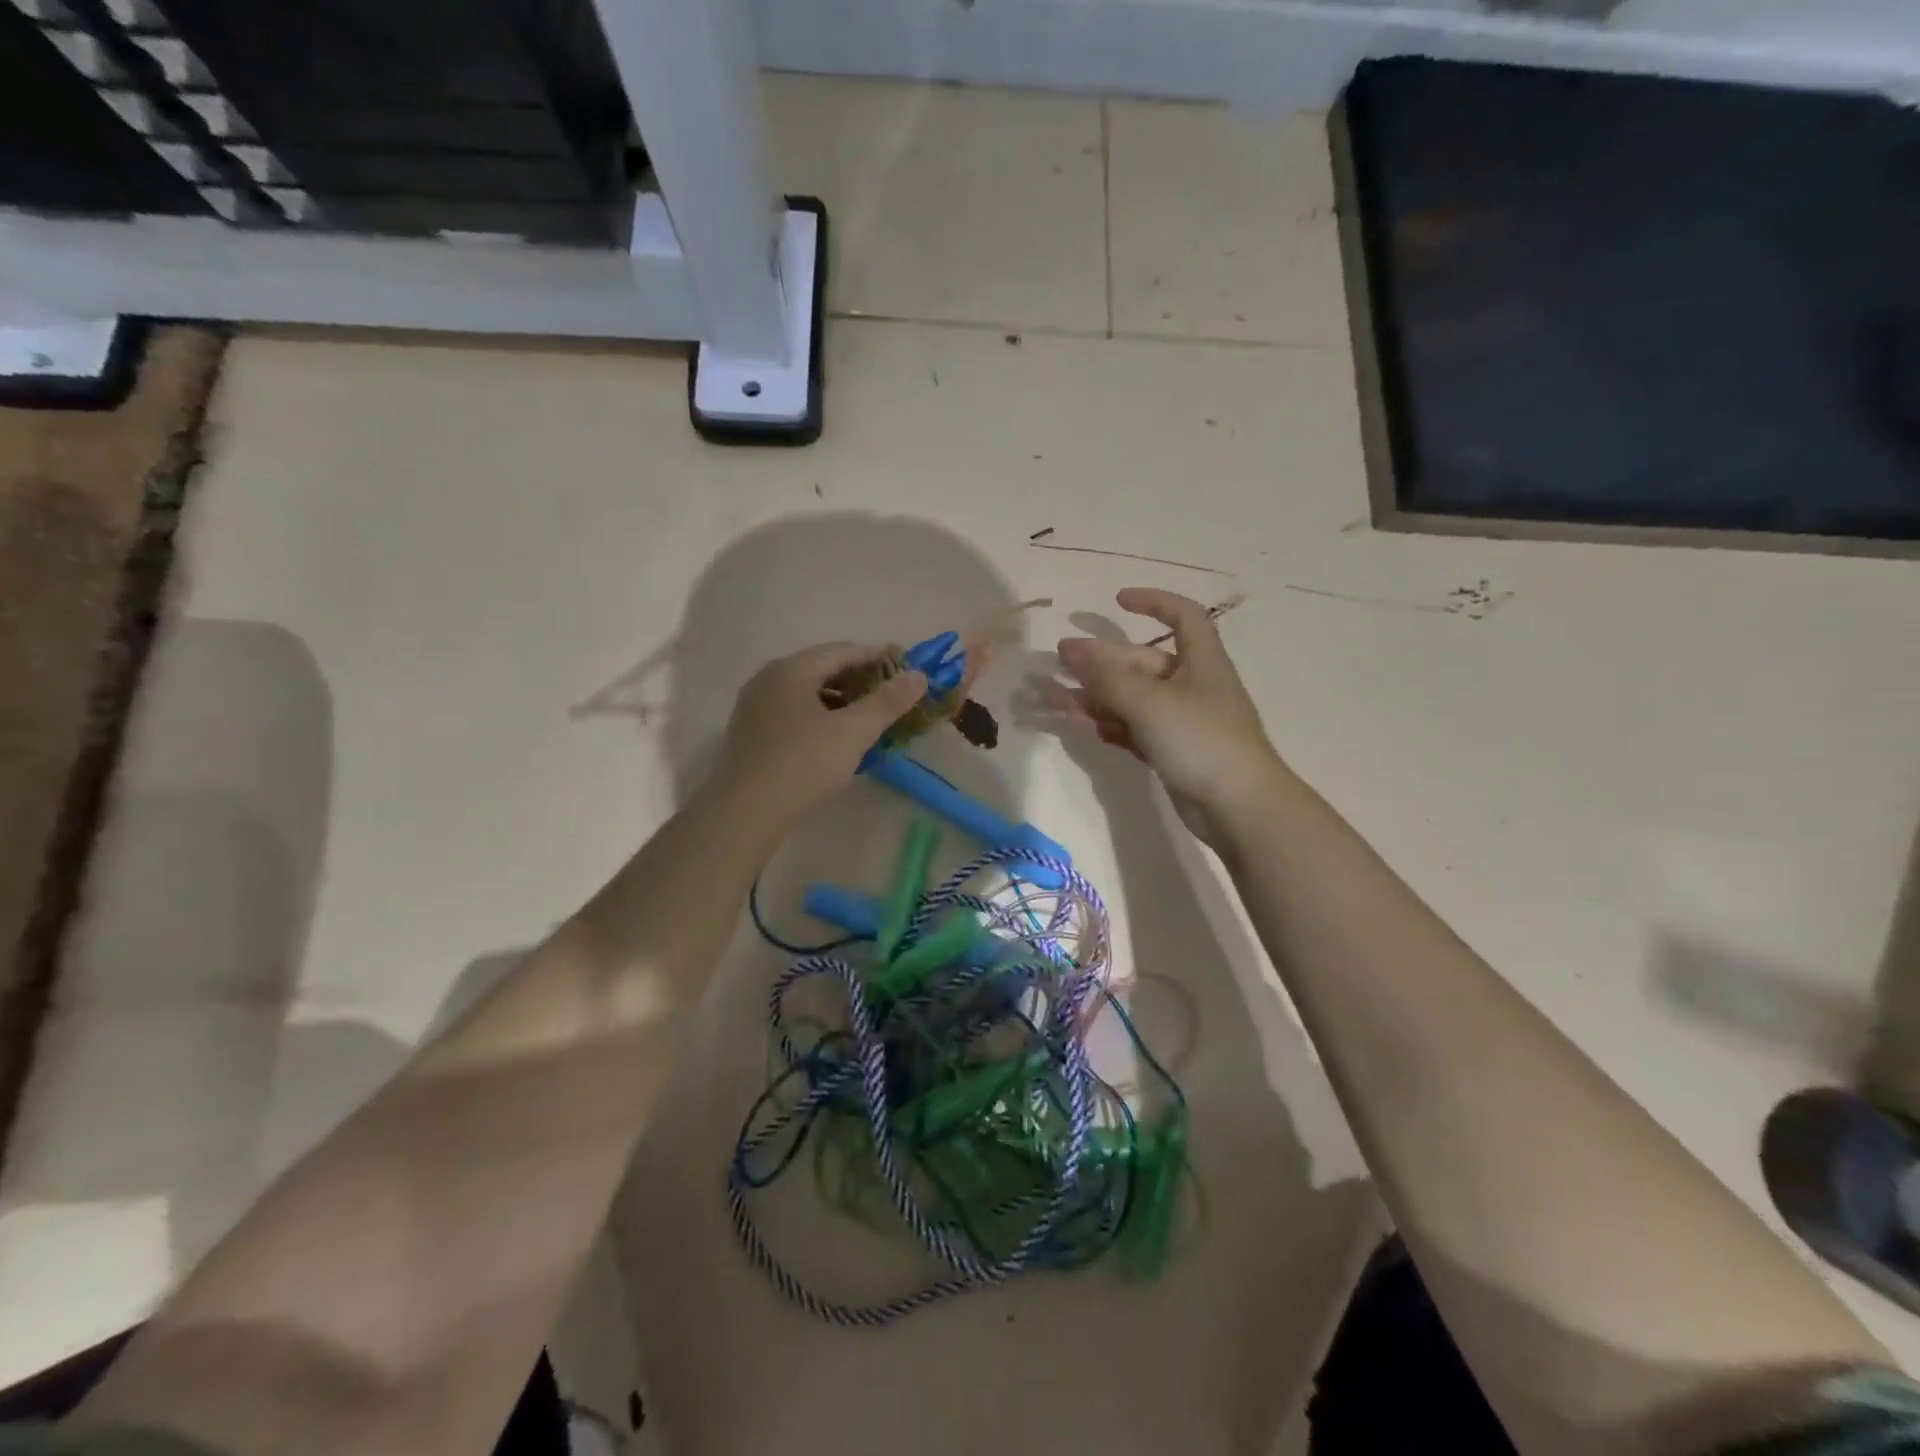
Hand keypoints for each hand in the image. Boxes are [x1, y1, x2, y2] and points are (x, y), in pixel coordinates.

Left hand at [714, 642, 926, 826]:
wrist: (745, 812)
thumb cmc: (804, 763)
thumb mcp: (854, 732)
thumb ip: (888, 702)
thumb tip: (919, 676)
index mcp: (792, 669)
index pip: (843, 651)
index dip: (878, 657)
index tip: (906, 668)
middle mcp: (769, 678)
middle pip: (823, 669)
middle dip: (859, 680)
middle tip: (891, 695)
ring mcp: (755, 706)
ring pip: (807, 693)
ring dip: (840, 700)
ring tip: (868, 718)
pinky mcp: (751, 733)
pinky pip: (793, 712)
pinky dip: (820, 717)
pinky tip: (836, 739)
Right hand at [1053, 588, 1285, 845]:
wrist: (1239, 807)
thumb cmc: (1201, 740)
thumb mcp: (1149, 702)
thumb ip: (1106, 676)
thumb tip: (1068, 648)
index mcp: (1200, 661)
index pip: (1183, 616)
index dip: (1153, 602)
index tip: (1117, 600)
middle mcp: (1191, 686)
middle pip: (1141, 663)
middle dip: (1101, 661)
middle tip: (1058, 662)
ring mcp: (1181, 722)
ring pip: (1131, 699)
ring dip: (1095, 696)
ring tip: (1055, 698)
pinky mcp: (1172, 752)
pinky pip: (1133, 728)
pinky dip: (1108, 724)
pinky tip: (1079, 724)